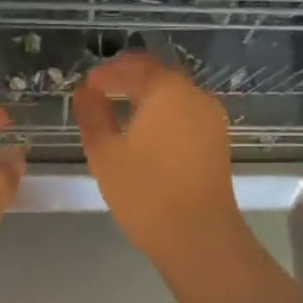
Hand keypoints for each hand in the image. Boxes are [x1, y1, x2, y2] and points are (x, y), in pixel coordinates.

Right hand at [74, 53, 248, 278]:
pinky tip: (145, 134)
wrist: (198, 235)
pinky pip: (186, 116)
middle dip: (128, 79)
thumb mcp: (105, 153)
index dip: (107, 73)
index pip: (134, 67)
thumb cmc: (145, 191)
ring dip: (148, 97)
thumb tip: (85, 93)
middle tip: (101, 92)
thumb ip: (92, 116)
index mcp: (167, 90)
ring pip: (175, 96)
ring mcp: (211, 119)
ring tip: (120, 113)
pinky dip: (164, 115)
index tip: (86, 85)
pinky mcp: (217, 142)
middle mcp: (195, 96)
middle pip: (158, 76)